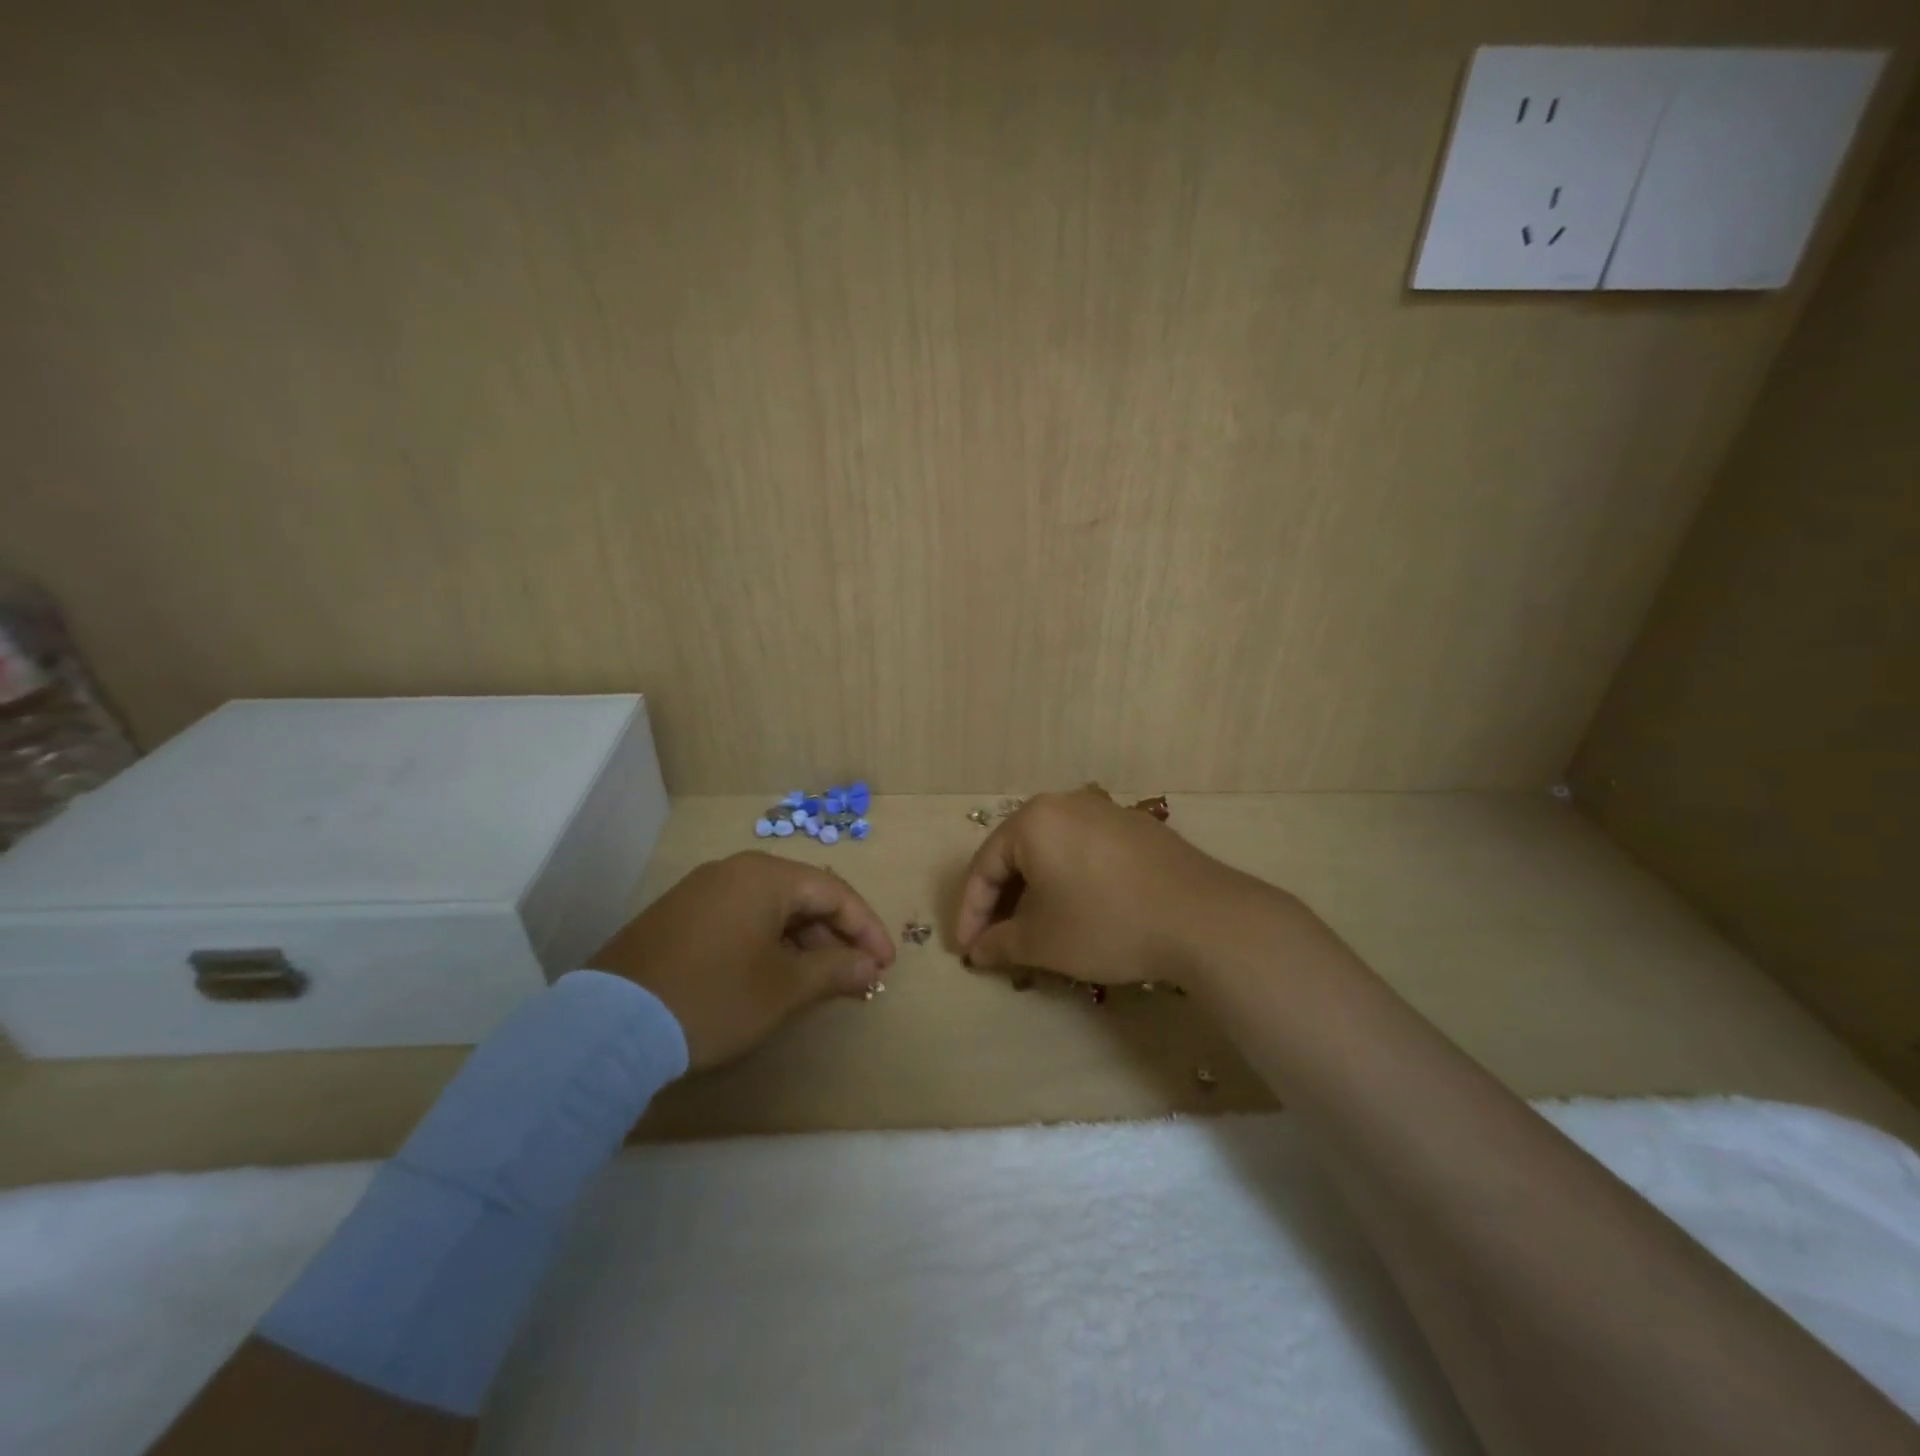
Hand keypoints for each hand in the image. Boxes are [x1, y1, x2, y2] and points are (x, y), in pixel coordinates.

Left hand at [589, 852, 895, 1070]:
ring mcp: (700, 892)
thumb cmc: (714, 997)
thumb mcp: (784, 988)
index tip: (886, 965)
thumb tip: (870, 966)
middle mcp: (733, 871)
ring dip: (802, 943)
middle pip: (802, 897)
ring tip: (819, 982)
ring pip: (770, 910)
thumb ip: (836, 970)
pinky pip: (740, 920)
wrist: (610, 1026)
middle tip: (856, 976)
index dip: (867, 929)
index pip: (834, 893)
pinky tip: (772, 977)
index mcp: (765, 875)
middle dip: (835, 937)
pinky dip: (767, 945)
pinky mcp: (677, 917)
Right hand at [955, 788, 1263, 984]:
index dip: (969, 912)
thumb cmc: (1106, 923)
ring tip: (1033, 928)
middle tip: (994, 939)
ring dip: (1035, 891)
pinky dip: (1069, 880)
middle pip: (1017, 853)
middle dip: (1001, 900)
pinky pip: (1085, 852)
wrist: (1202, 918)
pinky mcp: (1137, 829)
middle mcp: (1066, 803)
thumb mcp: (1042, 941)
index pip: (984, 866)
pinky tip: (1078, 910)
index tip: (965, 950)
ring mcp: (1106, 811)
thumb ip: (1000, 943)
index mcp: (1033, 820)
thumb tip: (978, 951)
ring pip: (1052, 851)